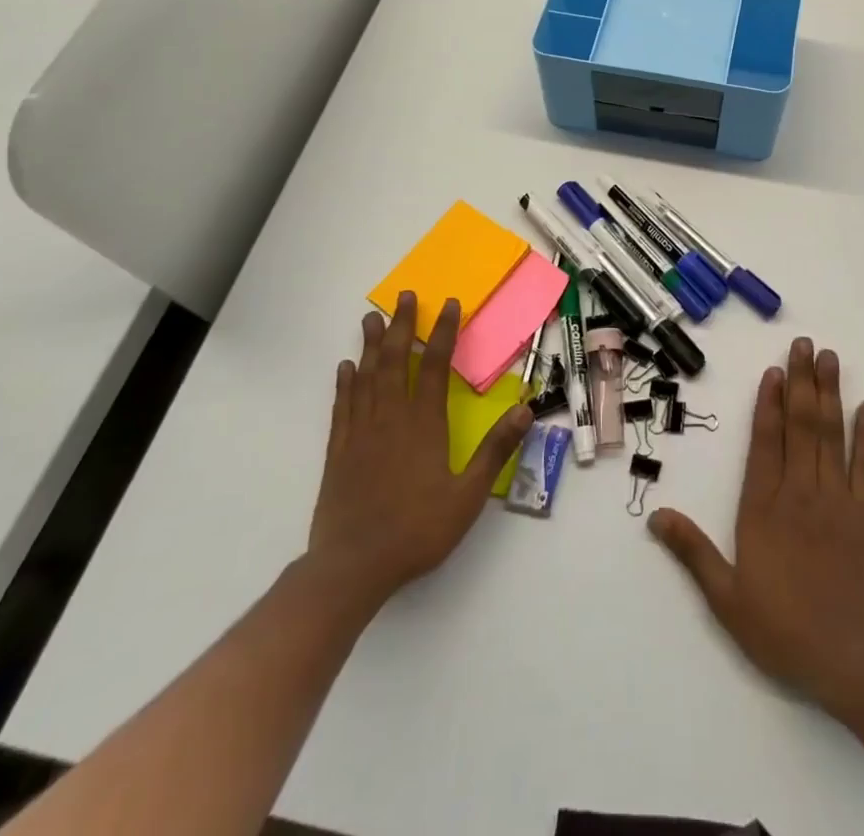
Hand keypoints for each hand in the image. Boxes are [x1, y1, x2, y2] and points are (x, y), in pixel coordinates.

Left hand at [307, 291, 531, 612]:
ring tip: (372, 317)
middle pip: (397, 361)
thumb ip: (495, 450)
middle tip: (404, 296)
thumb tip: (525, 409)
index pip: (436, 366)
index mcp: (424, 425)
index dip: (444, 333)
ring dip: (371, 345)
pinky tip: (345, 367)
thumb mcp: (468, 496)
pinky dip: (345, 383)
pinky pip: (342, 406)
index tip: (449, 305)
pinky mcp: (338, 451)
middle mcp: (391, 418)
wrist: (352, 567)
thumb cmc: (416, 531)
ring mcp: (360, 432)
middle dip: (402, 326)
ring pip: (366, 377)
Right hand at [650, 339, 863, 718]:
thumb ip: (692, 551)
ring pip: (831, 435)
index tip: (773, 369)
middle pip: (800, 425)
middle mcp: (799, 492)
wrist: (852, 661)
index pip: (765, 441)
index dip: (769, 402)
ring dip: (829, 393)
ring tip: (828, 358)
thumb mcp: (726, 597)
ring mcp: (837, 500)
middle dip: (801, 381)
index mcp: (763, 507)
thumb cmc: (782, 629)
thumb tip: (656, 516)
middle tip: (803, 344)